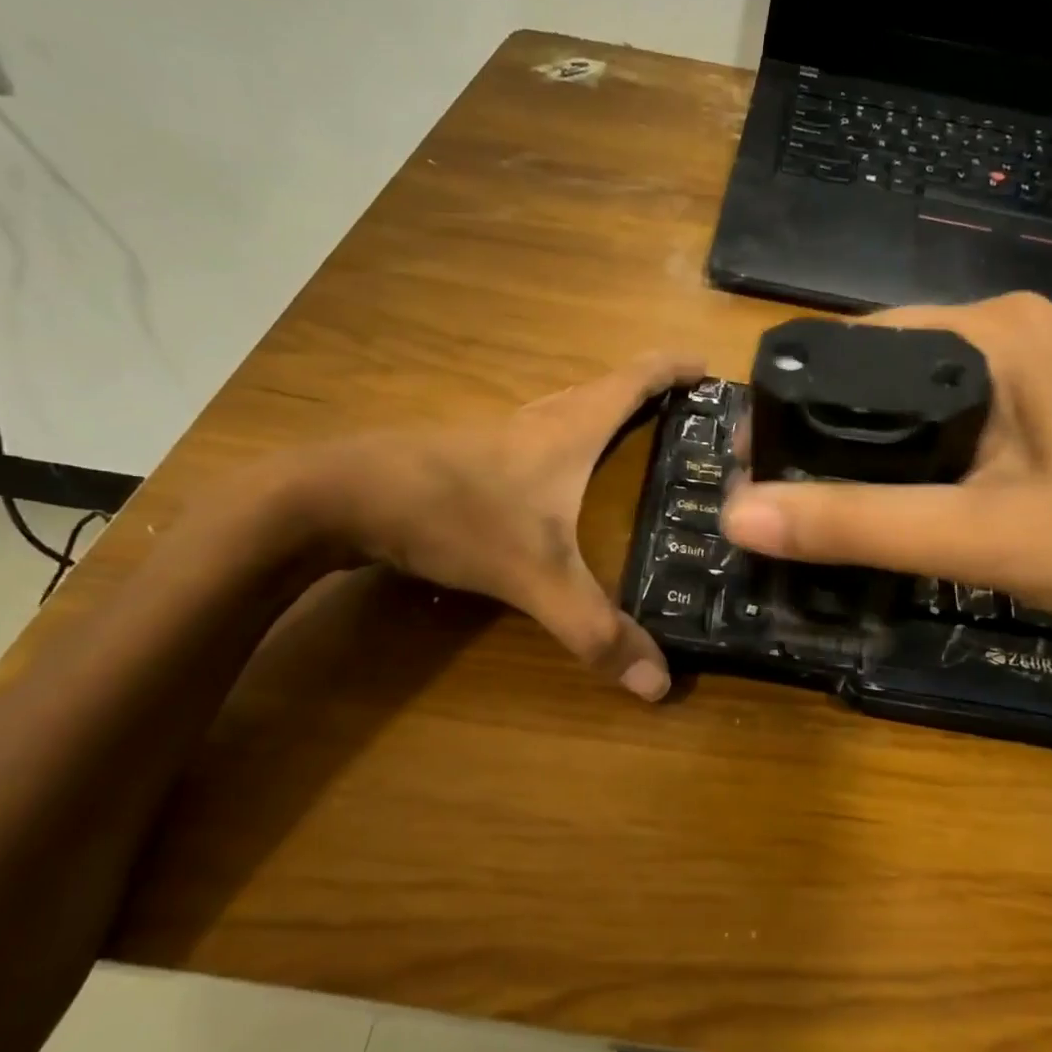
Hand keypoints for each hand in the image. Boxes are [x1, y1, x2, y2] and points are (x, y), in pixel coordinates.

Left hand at [293, 351, 703, 699]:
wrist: (340, 496)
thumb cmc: (452, 514)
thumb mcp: (532, 575)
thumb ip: (593, 629)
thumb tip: (659, 684)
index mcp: (570, 428)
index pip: (636, 379)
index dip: (676, 368)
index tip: (711, 367)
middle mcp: (540, 419)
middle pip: (606, 389)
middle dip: (650, 392)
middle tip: (689, 419)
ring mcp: (501, 434)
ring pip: (569, 411)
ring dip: (608, 414)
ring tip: (641, 443)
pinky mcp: (471, 454)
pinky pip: (540, 437)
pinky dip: (571, 443)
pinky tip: (564, 481)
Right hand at [720, 293, 1051, 649]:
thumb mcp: (977, 538)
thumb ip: (857, 524)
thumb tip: (738, 514)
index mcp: (997, 330)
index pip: (859, 342)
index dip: (796, 399)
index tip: (753, 459)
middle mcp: (1009, 331)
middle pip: (881, 370)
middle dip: (823, 427)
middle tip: (773, 489)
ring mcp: (1029, 369)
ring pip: (910, 399)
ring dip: (860, 445)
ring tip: (809, 497)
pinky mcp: (1037, 407)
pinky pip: (945, 421)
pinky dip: (904, 456)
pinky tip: (881, 496)